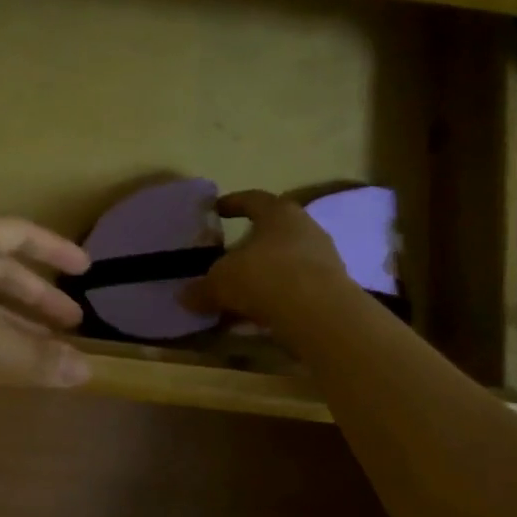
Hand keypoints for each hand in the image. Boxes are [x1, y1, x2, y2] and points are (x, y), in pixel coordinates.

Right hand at [199, 190, 347, 326]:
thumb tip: (184, 296)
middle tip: (227, 258)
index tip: (216, 209)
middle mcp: (306, 229)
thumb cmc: (265, 277)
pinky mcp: (332, 290)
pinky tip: (257, 317)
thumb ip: (201, 289)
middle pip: (272, 233)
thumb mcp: (221, 282)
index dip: (233, 203)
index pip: (253, 199)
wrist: (320, 316)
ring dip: (263, 277)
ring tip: (239, 295)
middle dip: (249, 247)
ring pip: (285, 263)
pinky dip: (276, 299)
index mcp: (278, 213)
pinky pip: (296, 290)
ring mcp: (324, 260)